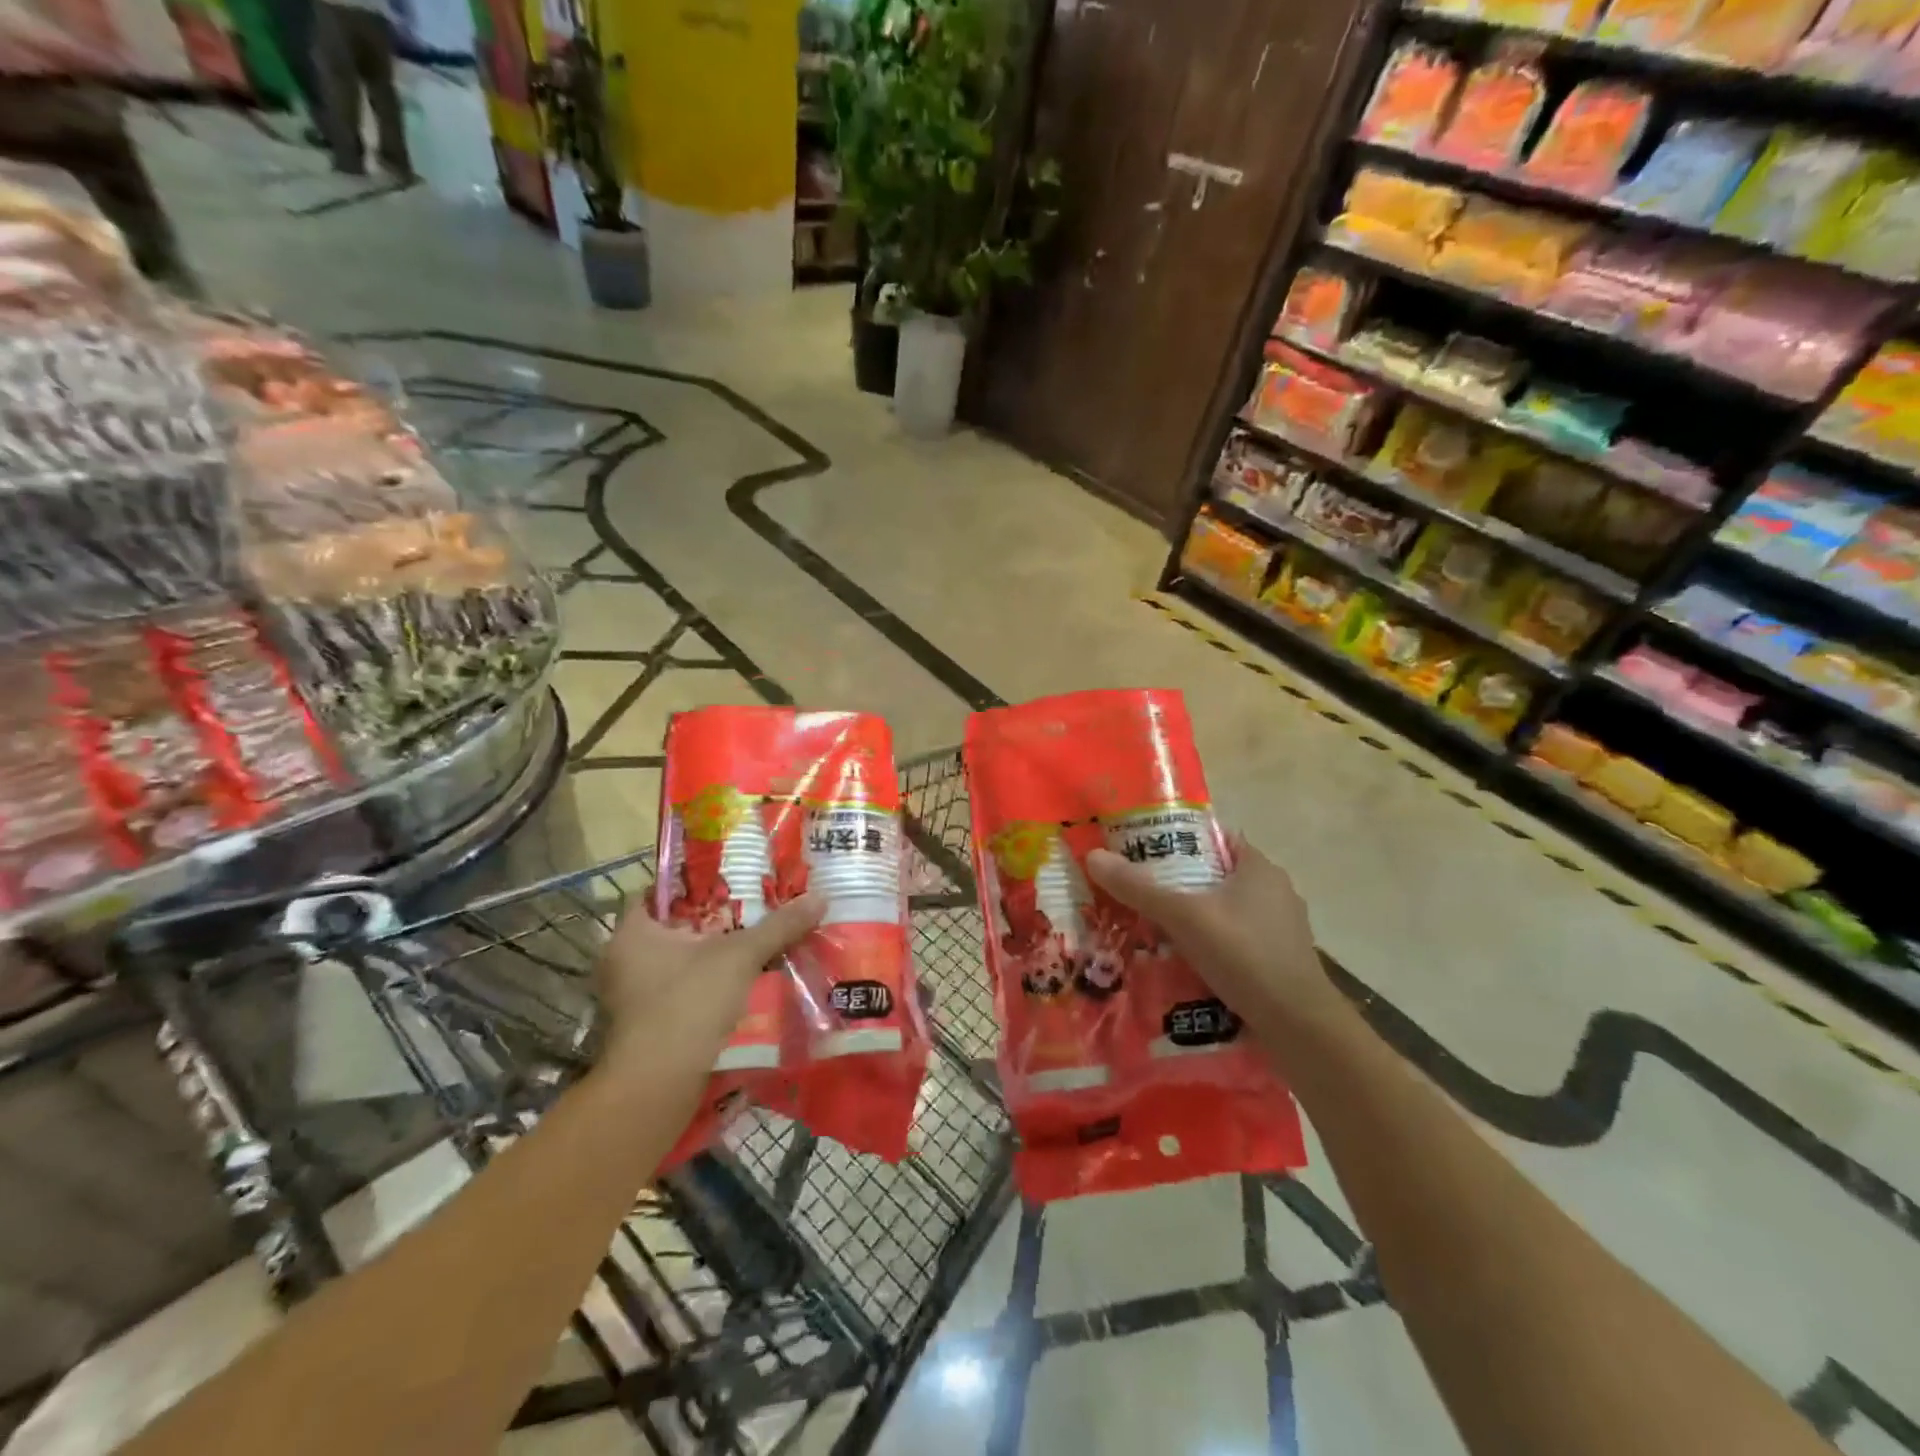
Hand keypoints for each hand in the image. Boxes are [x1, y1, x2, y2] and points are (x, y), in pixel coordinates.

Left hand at [596, 893, 824, 1072]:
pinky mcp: (646, 1025)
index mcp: (632, 933)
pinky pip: (681, 989)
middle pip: (674, 926)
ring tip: (756, 941)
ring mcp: (631, 997)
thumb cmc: (688, 1005)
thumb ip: (778, 926)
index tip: (731, 878)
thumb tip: (820, 896)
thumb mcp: (740, 957)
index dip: (695, 881)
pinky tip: (742, 981)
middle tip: (754, 907)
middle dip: (714, 919)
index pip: (659, 891)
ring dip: (713, 954)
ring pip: (679, 961)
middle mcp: (623, 961)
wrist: (658, 1087)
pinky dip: (708, 983)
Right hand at [1085, 836, 1338, 1029]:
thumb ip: (1139, 888)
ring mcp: (1283, 927)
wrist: (1298, 1025)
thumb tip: (1094, 856)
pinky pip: (1238, 940)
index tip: (1145, 851)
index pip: (1216, 838)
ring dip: (1197, 917)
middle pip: (1218, 875)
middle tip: (1142, 893)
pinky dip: (1214, 944)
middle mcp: (1276, 890)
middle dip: (1182, 883)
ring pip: (1228, 910)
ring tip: (1157, 929)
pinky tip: (1188, 961)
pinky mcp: (1282, 959)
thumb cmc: (1243, 954)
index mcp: (1259, 867)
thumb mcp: (1183, 917)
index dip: (1180, 840)